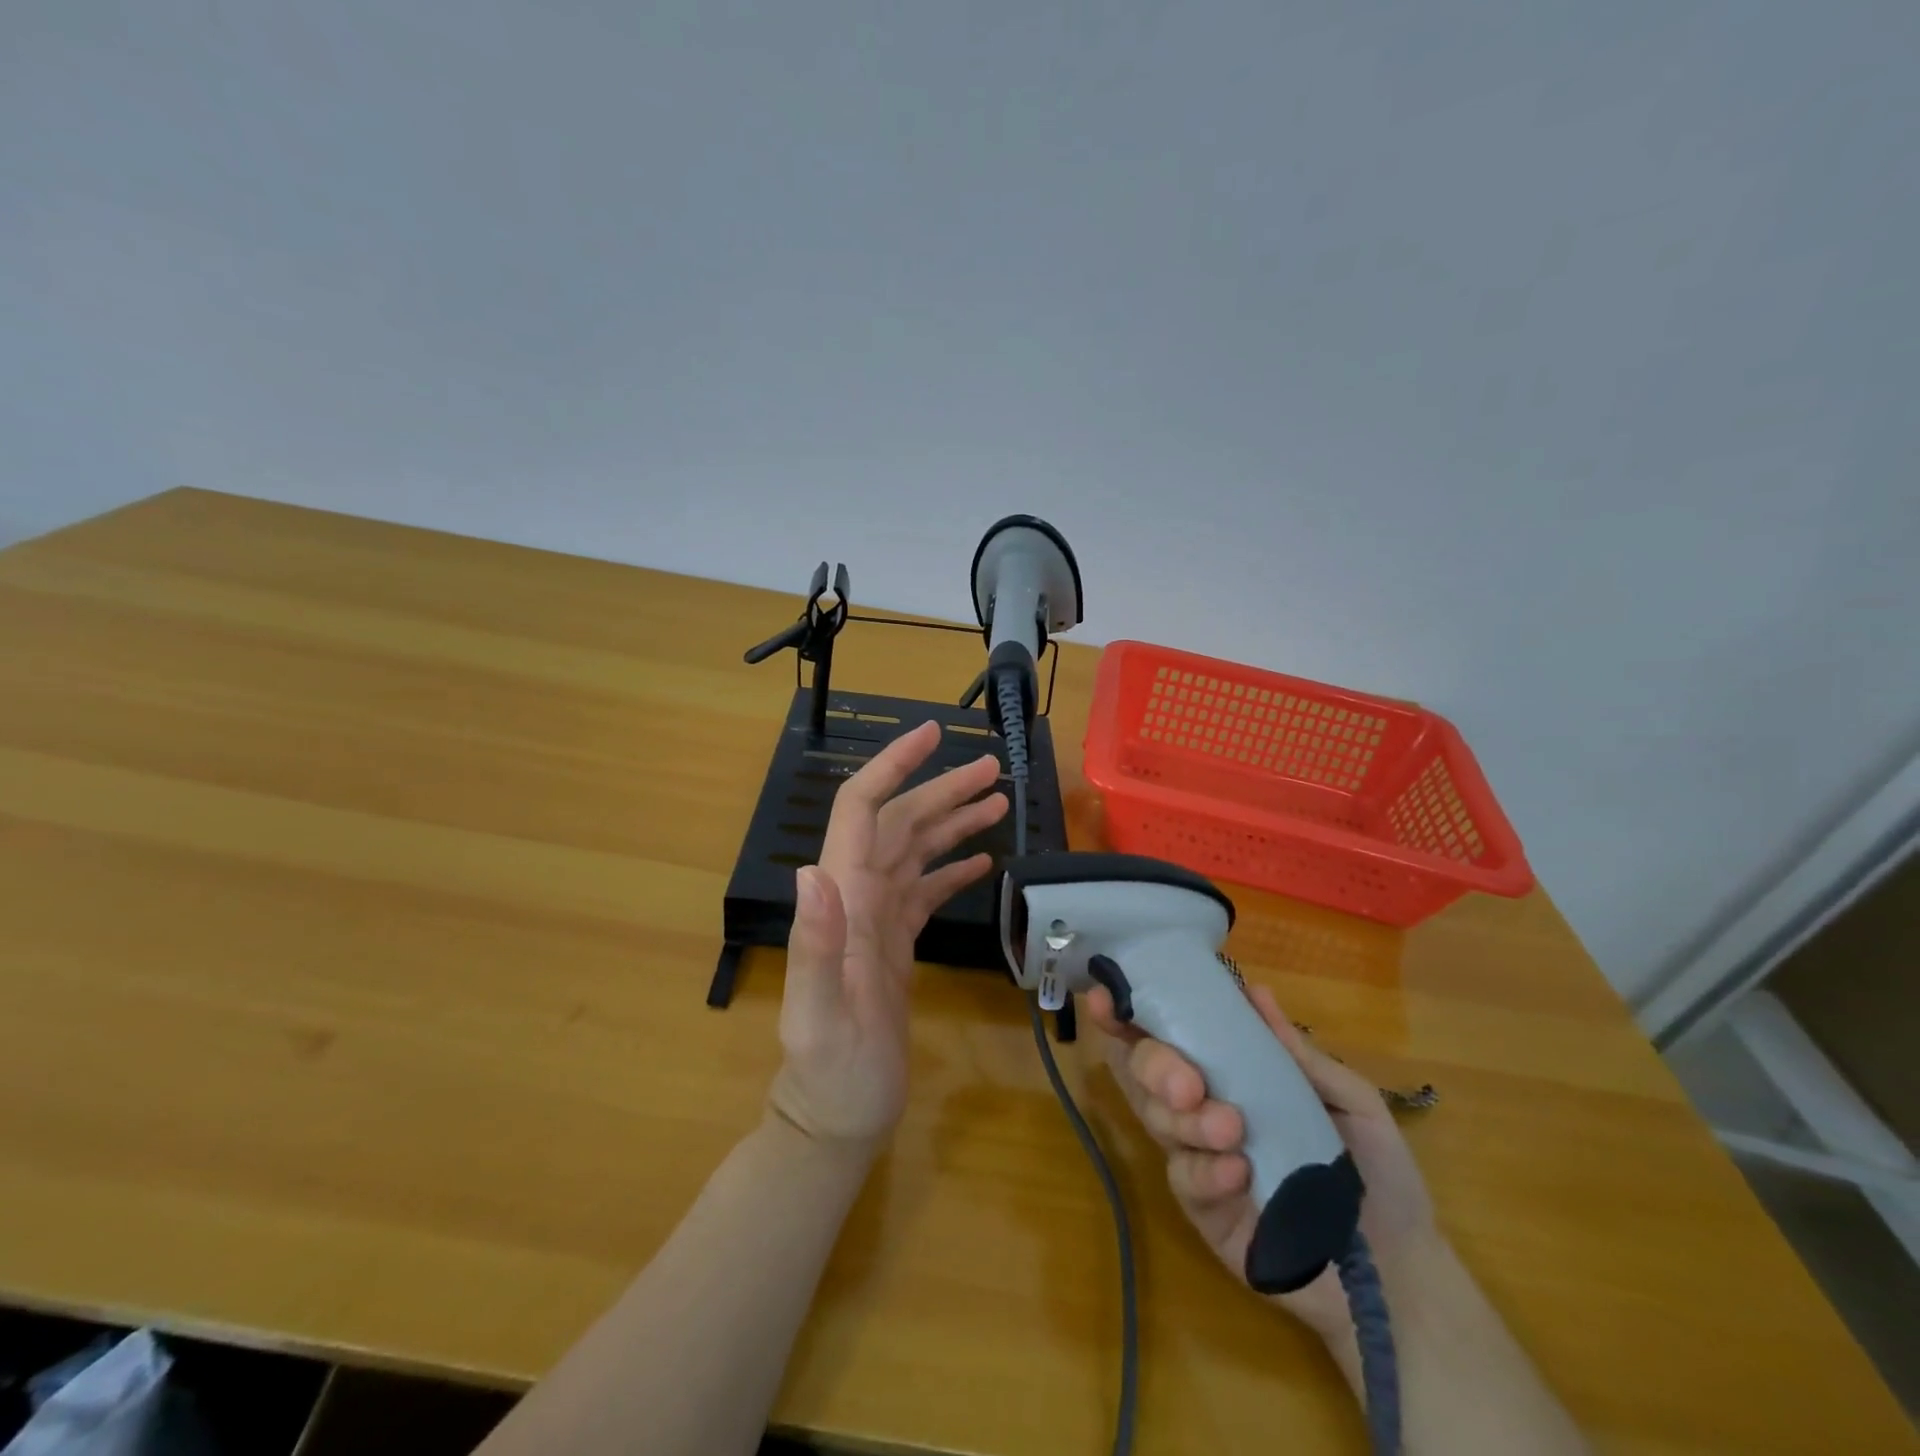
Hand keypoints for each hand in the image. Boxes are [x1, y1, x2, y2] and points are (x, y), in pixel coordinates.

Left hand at [768, 720, 1007, 1149]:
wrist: (837, 1118)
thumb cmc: (830, 1074)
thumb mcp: (822, 1017)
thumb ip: (816, 946)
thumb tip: (813, 872)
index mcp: (842, 898)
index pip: (861, 811)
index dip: (892, 767)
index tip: (932, 735)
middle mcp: (857, 896)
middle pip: (899, 822)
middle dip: (942, 789)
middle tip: (994, 768)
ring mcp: (878, 918)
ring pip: (916, 850)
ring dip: (953, 821)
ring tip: (998, 799)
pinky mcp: (895, 942)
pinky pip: (925, 889)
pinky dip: (951, 867)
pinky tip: (982, 859)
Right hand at [1086, 980, 1437, 1339]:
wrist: (1401, 1273)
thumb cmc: (1377, 1172)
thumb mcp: (1348, 1101)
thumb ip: (1299, 1053)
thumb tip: (1257, 991)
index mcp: (1231, 1073)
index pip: (1168, 1033)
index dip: (1130, 1013)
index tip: (1106, 999)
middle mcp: (1202, 1107)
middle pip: (1146, 1072)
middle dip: (1156, 1066)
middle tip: (1189, 1085)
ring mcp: (1198, 1159)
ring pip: (1158, 1122)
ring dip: (1186, 1120)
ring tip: (1231, 1129)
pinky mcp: (1203, 1211)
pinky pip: (1183, 1180)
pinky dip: (1204, 1170)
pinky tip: (1238, 1174)